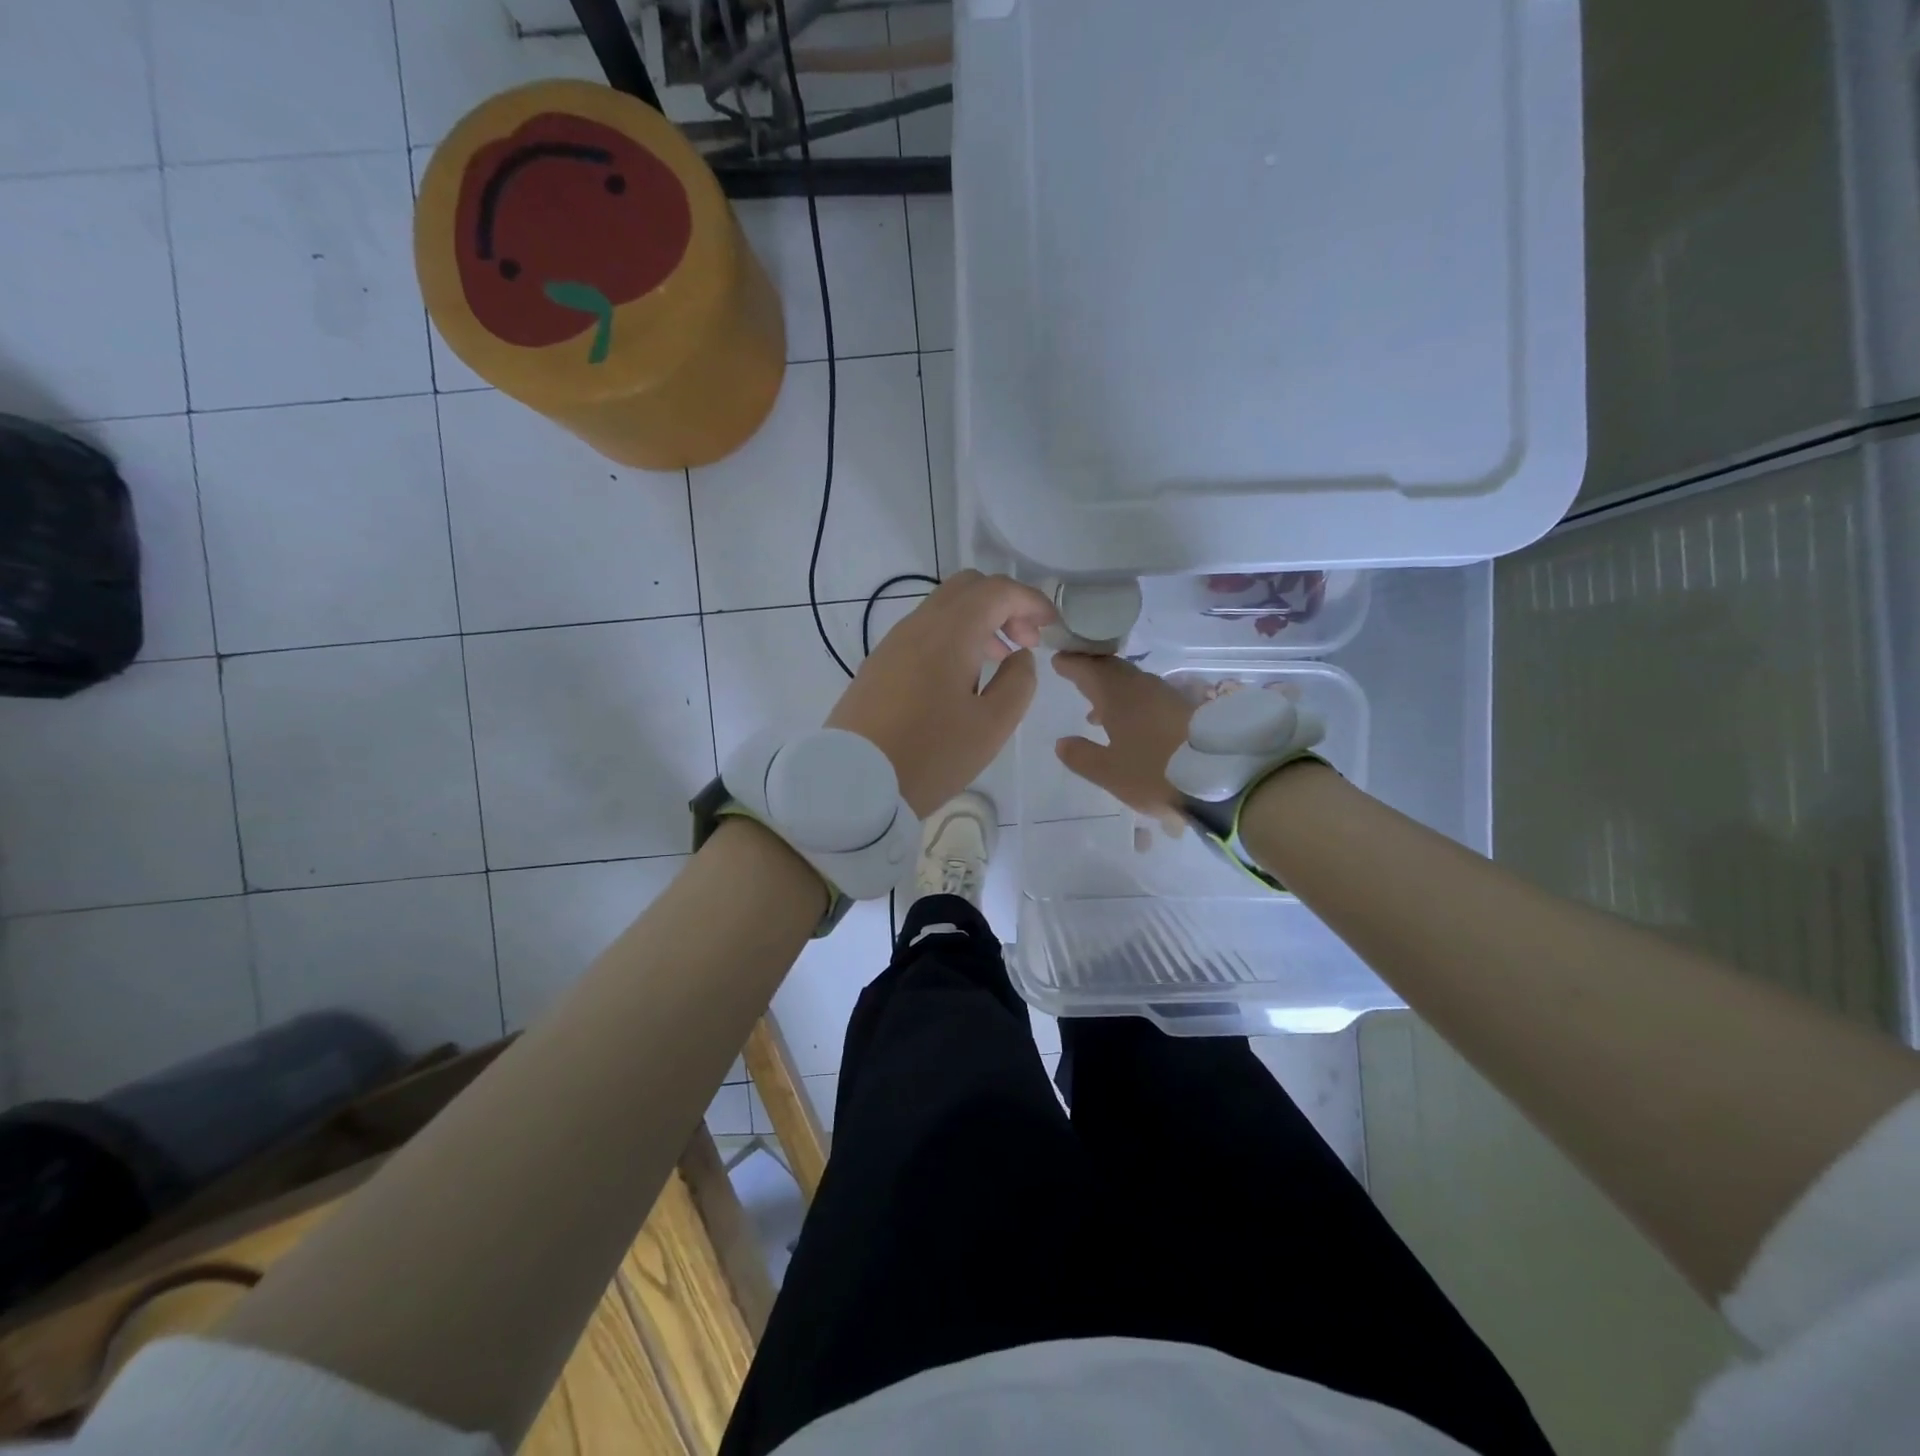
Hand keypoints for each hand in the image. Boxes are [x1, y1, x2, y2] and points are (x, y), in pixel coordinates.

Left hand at [827, 570, 1055, 816]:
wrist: (854, 784)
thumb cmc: (931, 756)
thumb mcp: (992, 726)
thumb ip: (1019, 682)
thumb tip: (1020, 656)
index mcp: (949, 633)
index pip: (997, 590)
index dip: (1031, 600)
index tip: (1051, 628)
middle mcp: (917, 625)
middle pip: (967, 588)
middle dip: (1004, 604)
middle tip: (1025, 642)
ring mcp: (892, 643)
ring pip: (943, 609)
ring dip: (978, 622)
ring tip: (998, 662)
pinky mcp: (878, 665)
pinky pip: (923, 633)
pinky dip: (952, 638)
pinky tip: (961, 679)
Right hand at [1052, 654, 1195, 813]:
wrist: (1221, 777)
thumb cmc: (1155, 773)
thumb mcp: (1110, 772)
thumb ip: (1082, 756)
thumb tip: (1061, 742)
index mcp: (1118, 696)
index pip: (1088, 669)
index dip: (1072, 664)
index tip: (1058, 660)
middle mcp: (1142, 687)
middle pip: (1112, 671)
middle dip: (1092, 672)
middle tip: (1075, 675)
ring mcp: (1167, 696)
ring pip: (1132, 684)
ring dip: (1112, 691)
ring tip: (1096, 712)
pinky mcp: (1186, 709)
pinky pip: (1148, 697)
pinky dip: (1132, 703)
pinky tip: (1129, 725)